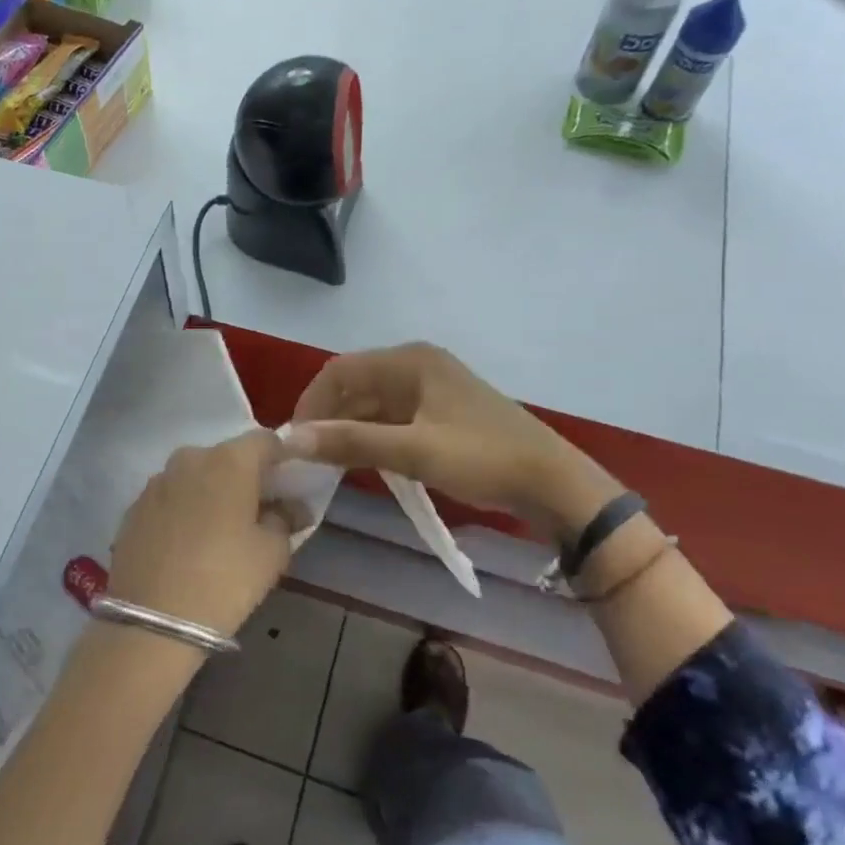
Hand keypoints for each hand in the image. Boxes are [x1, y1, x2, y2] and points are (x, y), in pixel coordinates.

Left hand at [107, 431, 296, 639]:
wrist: (152, 620)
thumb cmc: (225, 579)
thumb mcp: (272, 553)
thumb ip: (286, 519)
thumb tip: (292, 507)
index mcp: (229, 460)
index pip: (265, 441)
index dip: (281, 459)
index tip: (288, 487)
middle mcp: (190, 458)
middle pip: (227, 457)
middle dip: (244, 478)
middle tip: (256, 513)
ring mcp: (156, 481)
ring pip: (195, 476)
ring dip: (211, 493)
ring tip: (218, 532)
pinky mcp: (134, 506)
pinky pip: (170, 498)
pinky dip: (183, 510)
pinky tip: (187, 544)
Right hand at [286, 343, 621, 535]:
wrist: (554, 484)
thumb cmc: (483, 458)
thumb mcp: (413, 451)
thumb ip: (351, 442)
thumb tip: (290, 439)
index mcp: (410, 361)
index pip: (340, 372)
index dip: (311, 403)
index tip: (294, 441)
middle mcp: (417, 365)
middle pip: (355, 386)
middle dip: (328, 418)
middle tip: (307, 457)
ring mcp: (431, 389)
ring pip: (372, 404)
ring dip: (349, 429)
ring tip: (328, 464)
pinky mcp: (441, 412)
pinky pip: (392, 418)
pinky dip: (372, 437)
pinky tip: (362, 462)